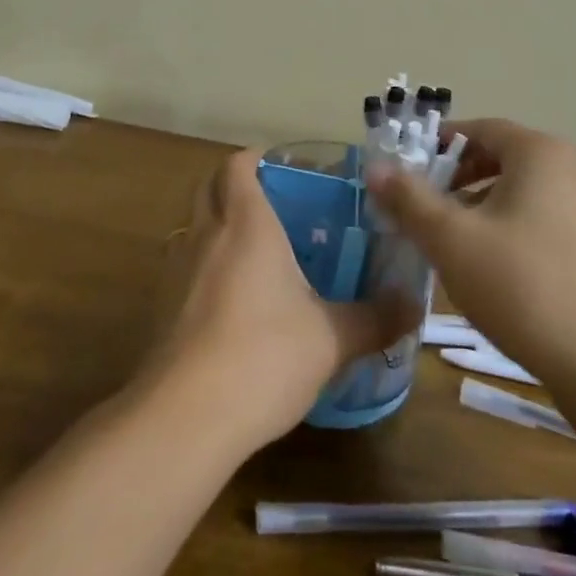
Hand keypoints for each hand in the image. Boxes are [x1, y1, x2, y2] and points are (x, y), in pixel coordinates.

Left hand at [140, 148, 411, 450]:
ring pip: (192, 227)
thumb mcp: (332, 339)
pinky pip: (183, 268)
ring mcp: (176, 271)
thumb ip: (375, 318)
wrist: (186, 417)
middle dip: (233, 185)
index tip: (280, 165)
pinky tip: (231, 301)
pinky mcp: (161, 308)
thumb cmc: (265, 357)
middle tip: (272, 204)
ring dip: (216, 226)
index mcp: (247, 225)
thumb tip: (414, 304)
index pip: (237, 166)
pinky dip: (204, 267)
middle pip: (207, 188)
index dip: (255, 158)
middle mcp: (206, 236)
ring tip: (254, 251)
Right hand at [365, 119, 575, 390]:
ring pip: (515, 190)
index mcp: (539, 153)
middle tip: (417, 206)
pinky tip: (484, 265)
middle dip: (452, 177)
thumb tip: (376, 168)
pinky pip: (535, 216)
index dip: (435, 144)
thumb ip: (410, 199)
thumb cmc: (523, 287)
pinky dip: (502, 226)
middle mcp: (568, 168)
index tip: (403, 170)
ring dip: (474, 205)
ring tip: (444, 238)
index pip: (478, 128)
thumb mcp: (453, 240)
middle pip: (497, 156)